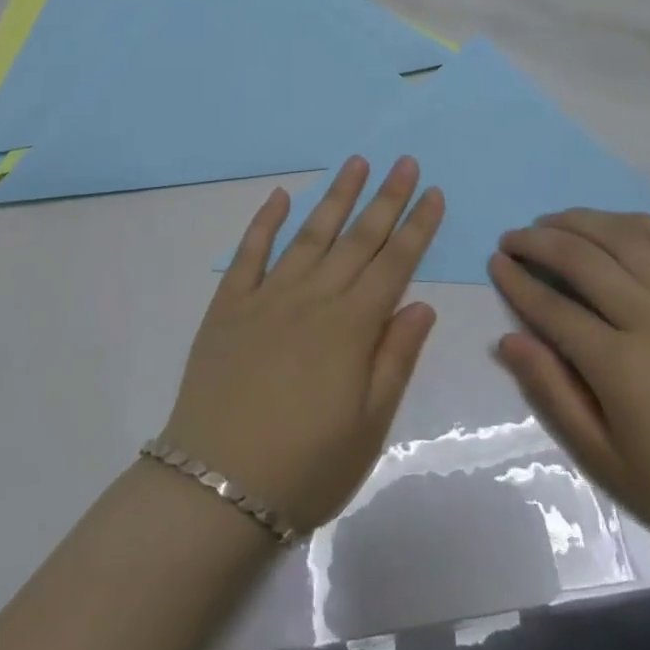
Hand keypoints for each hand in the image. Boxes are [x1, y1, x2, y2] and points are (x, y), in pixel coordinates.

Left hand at [164, 156, 443, 532]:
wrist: (215, 488)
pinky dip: (266, 221)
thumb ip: (396, 358)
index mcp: (352, 327)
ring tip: (357, 162)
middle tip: (405, 161)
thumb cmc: (305, 467)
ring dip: (336, 196)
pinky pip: (249, 253)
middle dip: (386, 198)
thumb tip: (422, 304)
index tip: (434, 192)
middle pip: (358, 239)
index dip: (418, 226)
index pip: (395, 264)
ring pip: (310, 234)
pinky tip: (282, 196)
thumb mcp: (370, 426)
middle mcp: (313, 298)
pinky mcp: (228, 305)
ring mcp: (267, 296)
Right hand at [489, 210, 649, 568]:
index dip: (517, 281)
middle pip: (582, 258)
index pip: (552, 307)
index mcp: (621, 365)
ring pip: (624, 236)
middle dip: (537, 241)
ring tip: (553, 221)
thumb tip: (510, 340)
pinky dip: (636, 222)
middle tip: (512, 238)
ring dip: (581, 220)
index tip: (495, 264)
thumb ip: (554, 393)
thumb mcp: (609, 460)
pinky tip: (614, 223)